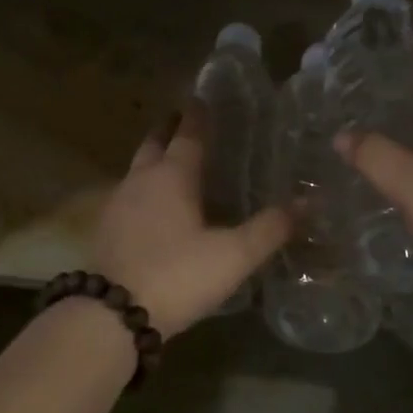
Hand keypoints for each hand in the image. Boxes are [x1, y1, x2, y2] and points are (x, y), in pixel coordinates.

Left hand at [89, 104, 291, 337]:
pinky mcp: (106, 229)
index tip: (203, 98)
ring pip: (137, 168)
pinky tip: (152, 206)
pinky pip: (127, 194)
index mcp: (172, 176)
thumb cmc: (177, 275)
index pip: (187, 134)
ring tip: (172, 161)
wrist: (112, 314)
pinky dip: (142, 188)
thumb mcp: (233, 256)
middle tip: (184, 120)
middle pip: (154, 142)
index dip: (198, 115)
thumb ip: (269, 229)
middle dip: (169, 128)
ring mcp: (117, 203)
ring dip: (153, 158)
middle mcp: (140, 180)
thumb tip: (307, 203)